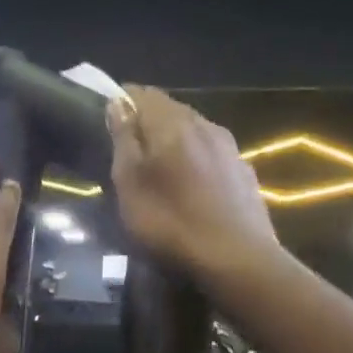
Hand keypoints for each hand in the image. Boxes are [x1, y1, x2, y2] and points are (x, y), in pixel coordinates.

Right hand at [107, 85, 280, 282]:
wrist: (237, 259)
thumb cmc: (170, 222)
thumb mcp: (130, 184)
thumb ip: (124, 140)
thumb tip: (118, 103)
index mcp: (171, 124)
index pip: (143, 93)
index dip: (123, 100)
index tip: (108, 119)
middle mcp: (203, 124)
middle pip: (170, 109)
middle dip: (148, 121)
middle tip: (130, 147)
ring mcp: (229, 147)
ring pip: (193, 130)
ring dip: (174, 140)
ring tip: (159, 166)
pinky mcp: (244, 171)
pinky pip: (212, 152)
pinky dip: (196, 158)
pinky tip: (192, 185)